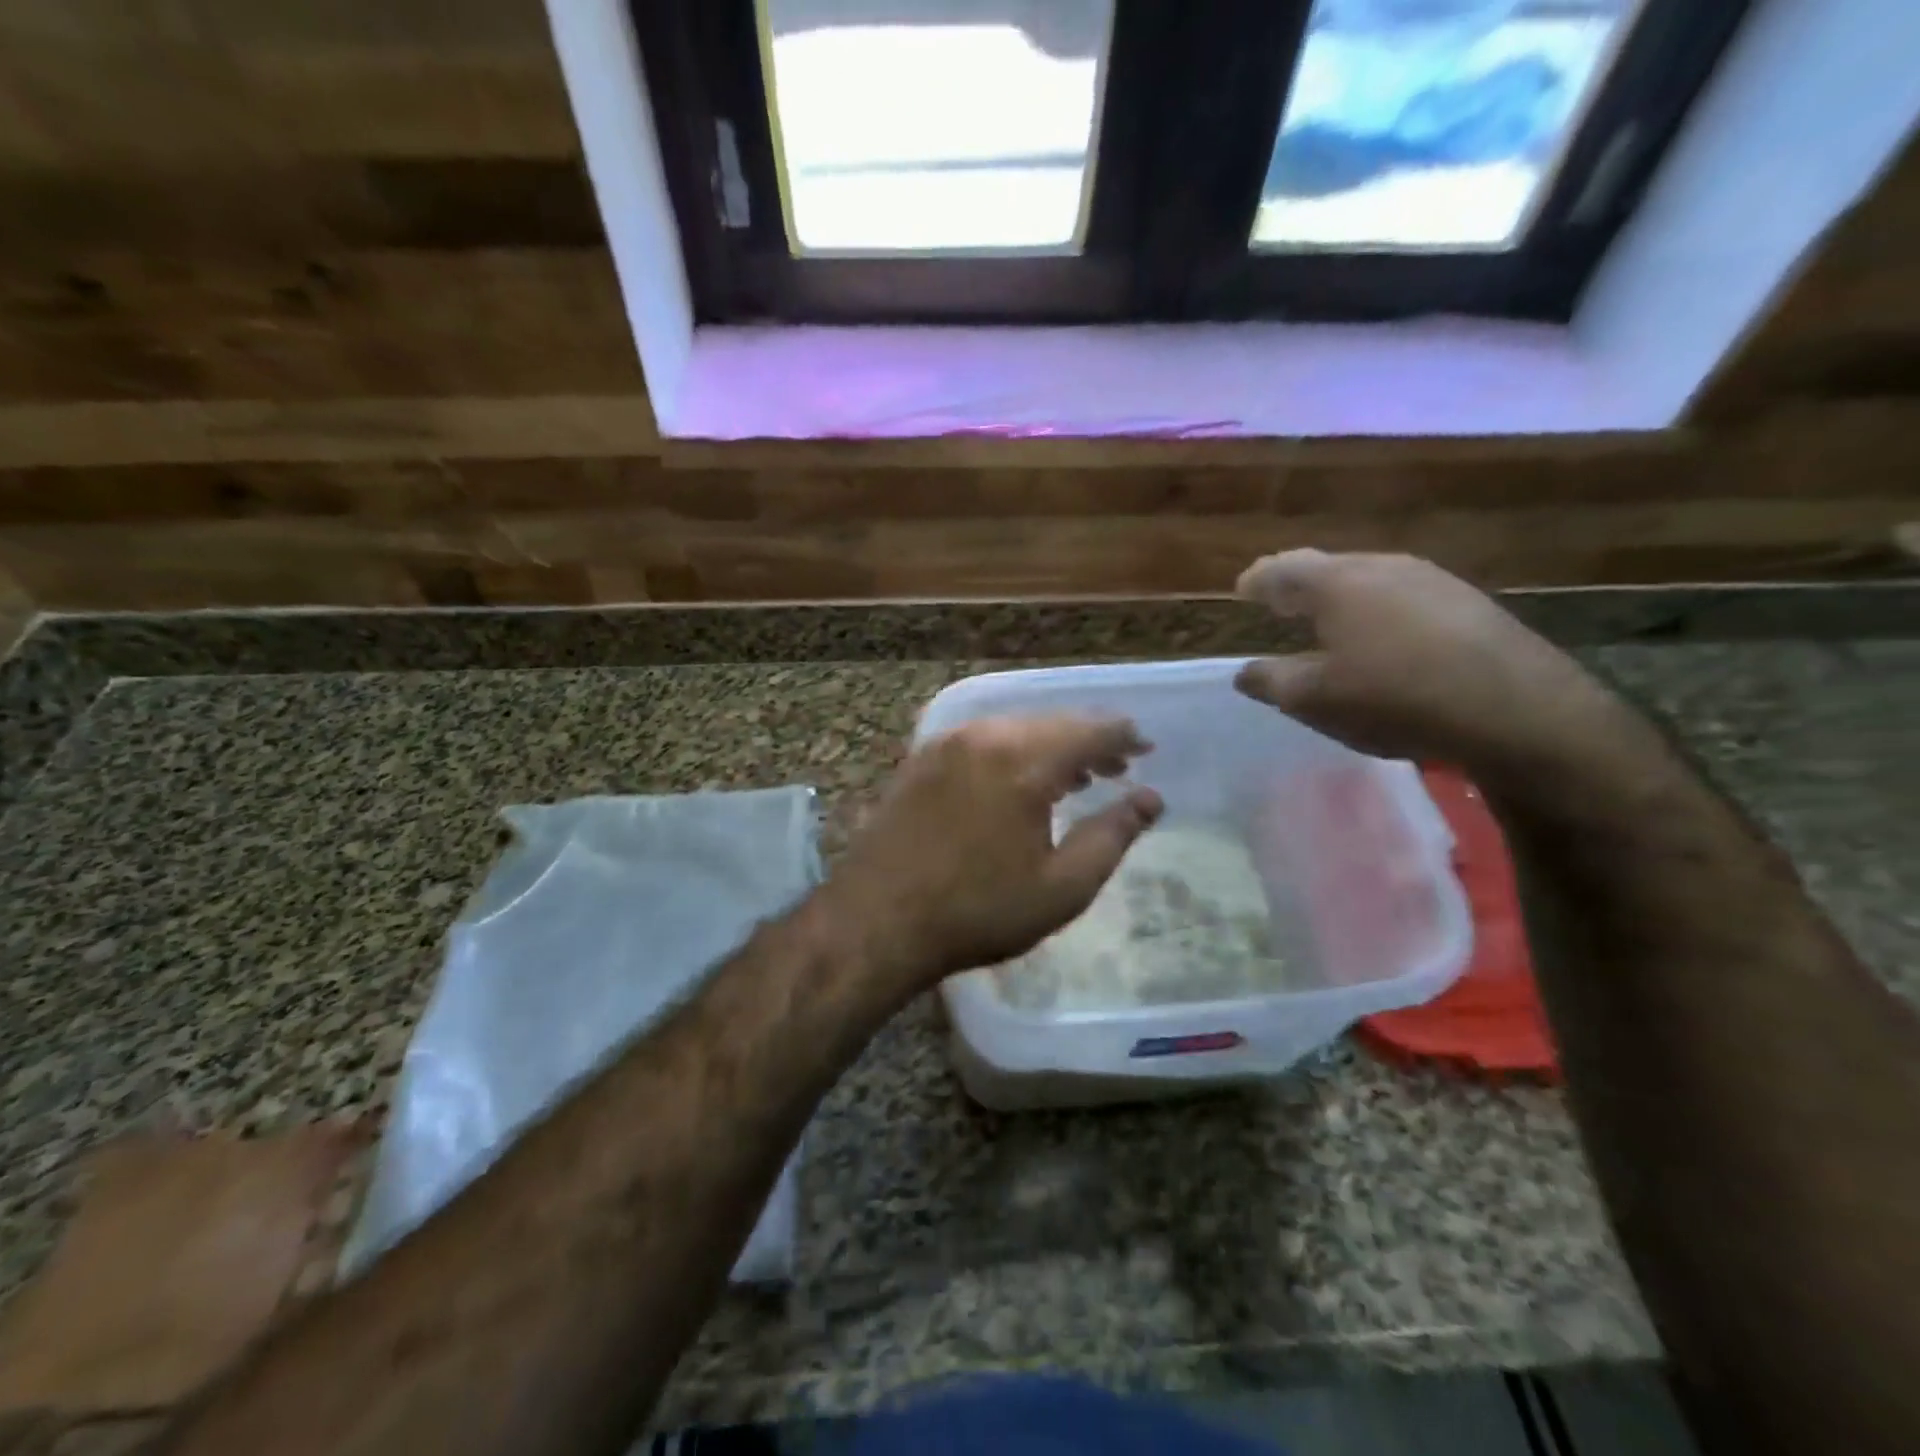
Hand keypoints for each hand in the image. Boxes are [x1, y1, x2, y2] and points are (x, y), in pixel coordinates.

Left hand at [826, 716, 1162, 991]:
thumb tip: (1149, 799)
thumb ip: (1113, 836)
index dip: (1124, 736)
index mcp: (1023, 761)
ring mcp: (945, 744)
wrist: (877, 919)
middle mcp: (984, 737)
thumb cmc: (978, 910)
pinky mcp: (920, 760)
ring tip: (1075, 777)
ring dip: (1050, 745)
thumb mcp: (1062, 887)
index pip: (1089, 730)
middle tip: (1117, 765)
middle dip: (1089, 739)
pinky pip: (980, 740)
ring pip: (1014, 728)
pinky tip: (1017, 781)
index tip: (1146, 749)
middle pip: (1051, 722)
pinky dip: (1011, 750)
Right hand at [1233, 550, 1616, 772]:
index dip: (1258, 579)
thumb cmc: (1393, 698)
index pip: (1283, 569)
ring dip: (1341, 596)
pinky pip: (1404, 596)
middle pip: (1328, 566)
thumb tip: (1245, 672)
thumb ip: (1271, 681)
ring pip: (1370, 578)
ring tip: (1328, 619)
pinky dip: (1378, 609)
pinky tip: (1384, 636)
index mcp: (1338, 583)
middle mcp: (1384, 566)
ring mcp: (1433, 580)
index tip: (1243, 589)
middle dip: (1299, 584)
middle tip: (1280, 602)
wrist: (1516, 710)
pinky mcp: (1468, 602)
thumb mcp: (1314, 700)